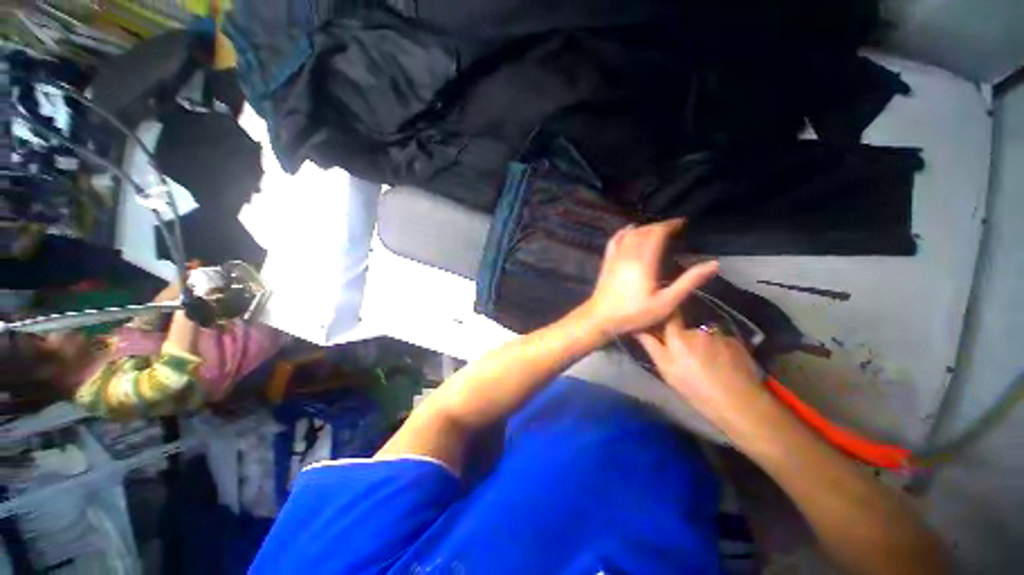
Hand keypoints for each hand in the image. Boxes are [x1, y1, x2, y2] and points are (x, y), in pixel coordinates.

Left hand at [584, 219, 718, 337]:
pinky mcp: (607, 262)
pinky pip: (614, 241)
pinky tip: (628, 230)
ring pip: (629, 234)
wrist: (601, 318)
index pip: (656, 234)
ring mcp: (615, 257)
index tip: (682, 223)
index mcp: (644, 261)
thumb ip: (688, 282)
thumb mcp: (666, 303)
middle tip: (673, 227)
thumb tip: (713, 263)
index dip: (669, 225)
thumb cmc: (634, 314)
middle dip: (659, 226)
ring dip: (644, 228)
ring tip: (656, 230)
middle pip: (644, 231)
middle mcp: (628, 254)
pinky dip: (623, 232)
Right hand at [635, 314, 765, 426]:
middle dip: (684, 339)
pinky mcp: (737, 342)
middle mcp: (698, 329)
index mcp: (678, 336)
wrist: (740, 403)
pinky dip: (718, 349)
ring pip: (704, 336)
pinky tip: (722, 365)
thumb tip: (637, 328)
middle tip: (686, 358)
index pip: (668, 315)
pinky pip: (721, 341)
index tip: (662, 325)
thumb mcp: (666, 370)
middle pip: (686, 329)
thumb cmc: (696, 388)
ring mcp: (719, 335)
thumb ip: (651, 346)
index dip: (665, 317)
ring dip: (702, 345)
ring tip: (707, 364)